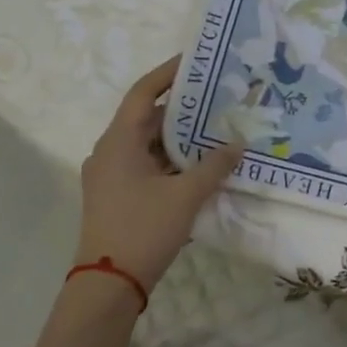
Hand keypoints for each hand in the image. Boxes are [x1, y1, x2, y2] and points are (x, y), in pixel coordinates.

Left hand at [75, 57, 244, 296]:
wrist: (108, 284)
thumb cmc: (143, 229)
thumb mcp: (186, 195)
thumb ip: (214, 165)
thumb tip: (238, 143)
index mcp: (119, 141)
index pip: (143, 93)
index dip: (168, 74)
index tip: (195, 61)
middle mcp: (109, 151)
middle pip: (147, 118)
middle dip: (182, 109)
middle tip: (217, 98)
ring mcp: (110, 175)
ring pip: (147, 144)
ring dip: (178, 138)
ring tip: (215, 129)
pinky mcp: (116, 195)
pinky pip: (146, 164)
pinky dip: (170, 160)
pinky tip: (199, 165)